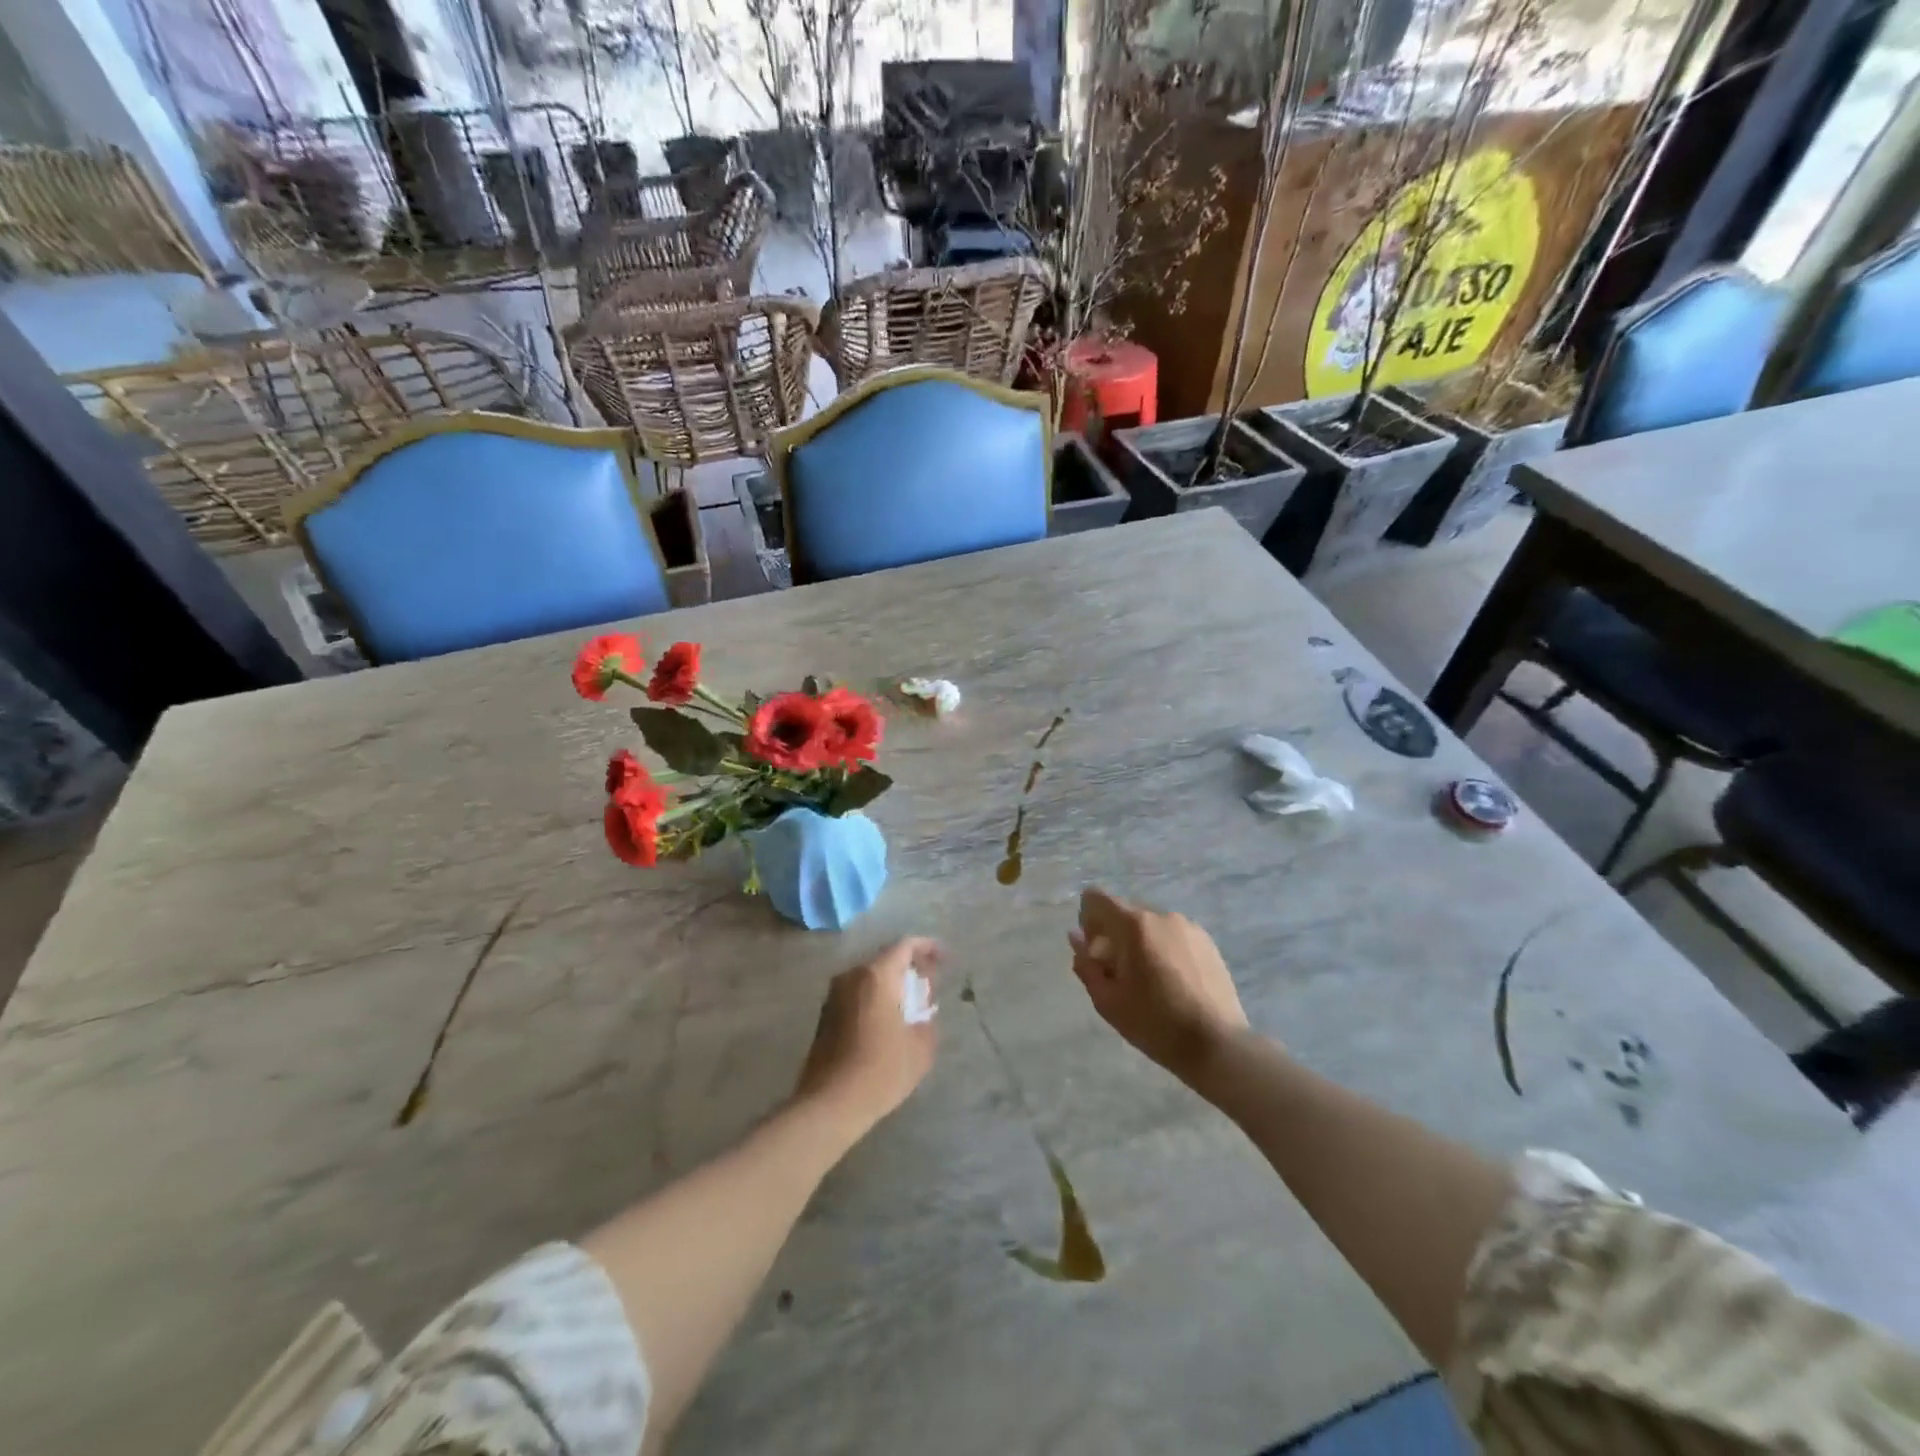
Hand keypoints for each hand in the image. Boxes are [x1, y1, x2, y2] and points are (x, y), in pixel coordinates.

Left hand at [794, 937, 940, 1135]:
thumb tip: (924, 1010)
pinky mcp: (825, 1015)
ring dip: (891, 985)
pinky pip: (857, 994)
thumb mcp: (921, 1046)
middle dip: (910, 969)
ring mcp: (834, 995)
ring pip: (870, 978)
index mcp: (876, 976)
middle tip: (929, 987)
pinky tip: (887, 1023)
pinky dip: (875, 999)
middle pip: (886, 960)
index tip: (945, 959)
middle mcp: (852, 976)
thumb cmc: (881, 1070)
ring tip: (911, 1007)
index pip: (905, 946)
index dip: (928, 947)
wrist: (830, 1103)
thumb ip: (928, 1018)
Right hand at [1069, 888, 1248, 1084]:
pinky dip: (1163, 949)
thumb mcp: (1108, 1000)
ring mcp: (1189, 927)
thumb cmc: (1155, 1024)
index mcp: (1134, 925)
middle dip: (1113, 935)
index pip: (1096, 898)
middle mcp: (1162, 916)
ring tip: (1149, 981)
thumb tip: (1076, 938)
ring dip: (1139, 943)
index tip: (1095, 952)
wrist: (1217, 1044)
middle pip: (1124, 912)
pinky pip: (1173, 935)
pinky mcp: (1208, 942)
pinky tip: (1172, 983)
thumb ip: (1086, 964)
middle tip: (1118, 975)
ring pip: (1150, 925)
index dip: (1087, 920)